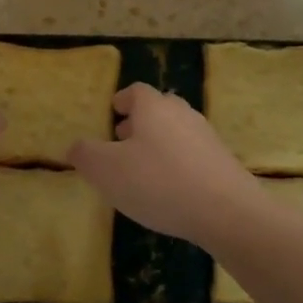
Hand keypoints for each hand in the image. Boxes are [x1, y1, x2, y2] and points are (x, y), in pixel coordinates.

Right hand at [69, 83, 264, 249]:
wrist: (226, 211)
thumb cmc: (158, 183)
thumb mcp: (107, 171)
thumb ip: (86, 155)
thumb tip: (75, 146)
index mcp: (153, 107)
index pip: (136, 91)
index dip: (122, 100)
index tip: (113, 111)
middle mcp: (182, 113)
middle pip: (159, 108)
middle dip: (140, 121)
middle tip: (124, 139)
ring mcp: (206, 136)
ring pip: (177, 130)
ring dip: (159, 142)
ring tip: (144, 167)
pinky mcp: (222, 161)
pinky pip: (193, 153)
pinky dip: (178, 162)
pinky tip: (170, 188)